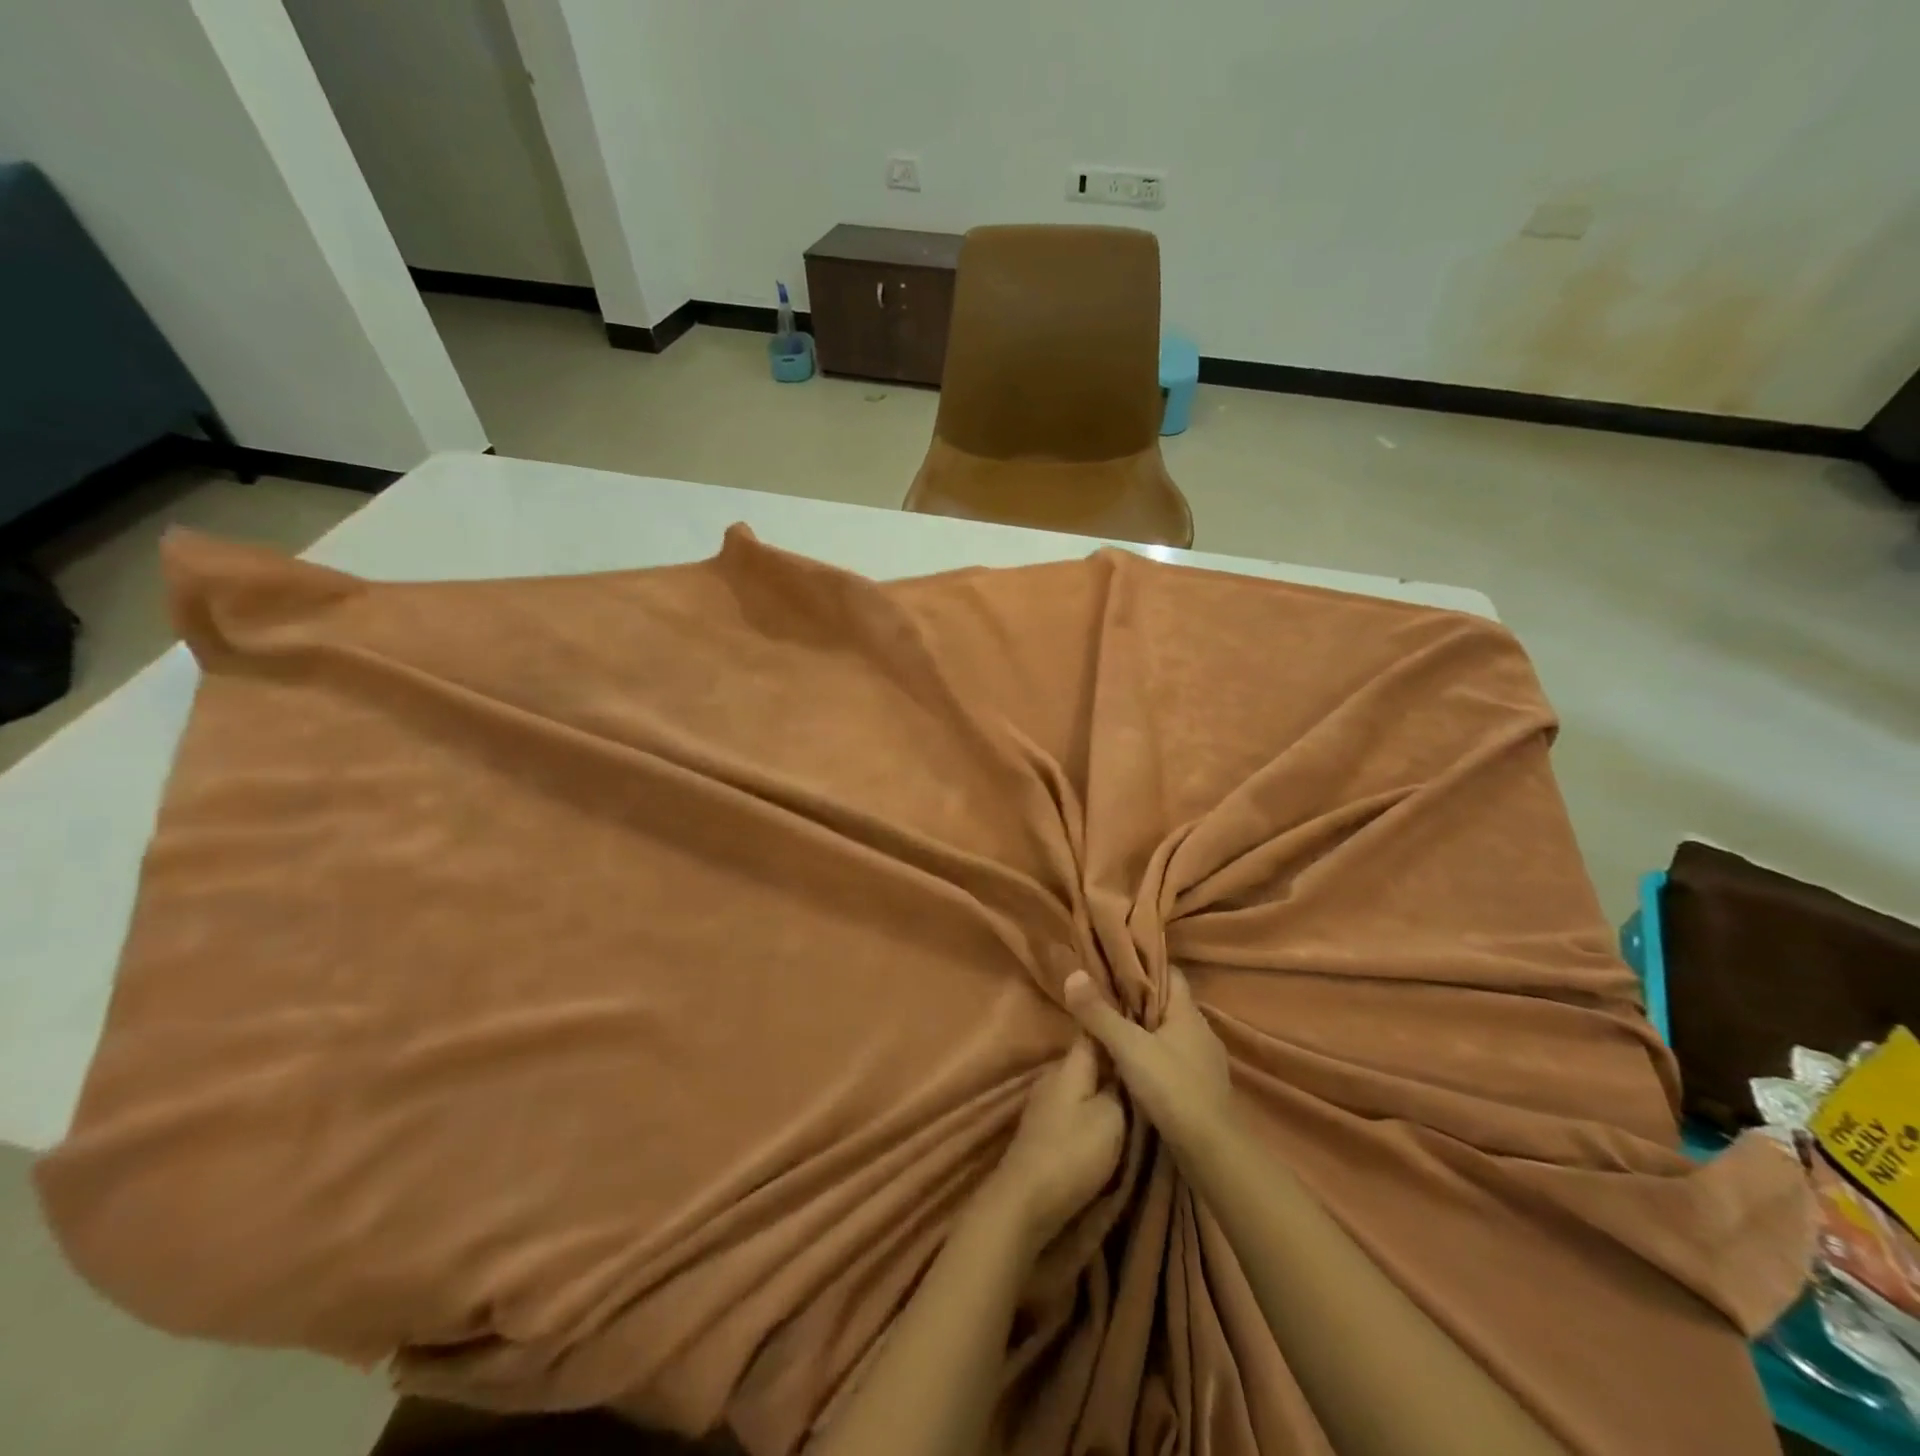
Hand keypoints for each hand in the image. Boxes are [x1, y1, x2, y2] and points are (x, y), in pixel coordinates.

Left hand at [983, 1038, 1124, 1248]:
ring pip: (1081, 1085)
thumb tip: (1122, 1070)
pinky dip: (1091, 1109)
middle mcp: (1053, 1077)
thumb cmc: (1073, 1153)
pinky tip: (1109, 1121)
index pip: (1092, 1031)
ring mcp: (1045, 1104)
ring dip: (1102, 1088)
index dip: (1113, 1024)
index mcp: (1069, 1066)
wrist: (1026, 1201)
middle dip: (1112, 1061)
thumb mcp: (1110, 1118)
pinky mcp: (1044, 1130)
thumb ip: (1119, 1089)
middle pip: (1087, 1060)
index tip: (1139, 1025)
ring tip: (1133, 1092)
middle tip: (1145, 1064)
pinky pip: (1074, 1108)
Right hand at [1064, 969, 1233, 1157]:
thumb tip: (1073, 975)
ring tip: (1115, 1030)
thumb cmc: (1172, 1087)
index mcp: (1188, 1013)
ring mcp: (1205, 1061)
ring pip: (1171, 1034)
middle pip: (1168, 1004)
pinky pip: (1175, 1059)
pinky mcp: (1203, 1088)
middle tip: (1106, 997)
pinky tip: (1136, 1067)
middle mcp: (1202, 1031)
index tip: (1116, 965)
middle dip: (1140, 1000)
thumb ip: (1099, 1013)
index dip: (1145, 967)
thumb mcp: (1128, 1047)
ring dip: (1147, 1032)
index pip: (1170, 974)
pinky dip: (1156, 1057)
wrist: (1211, 1150)